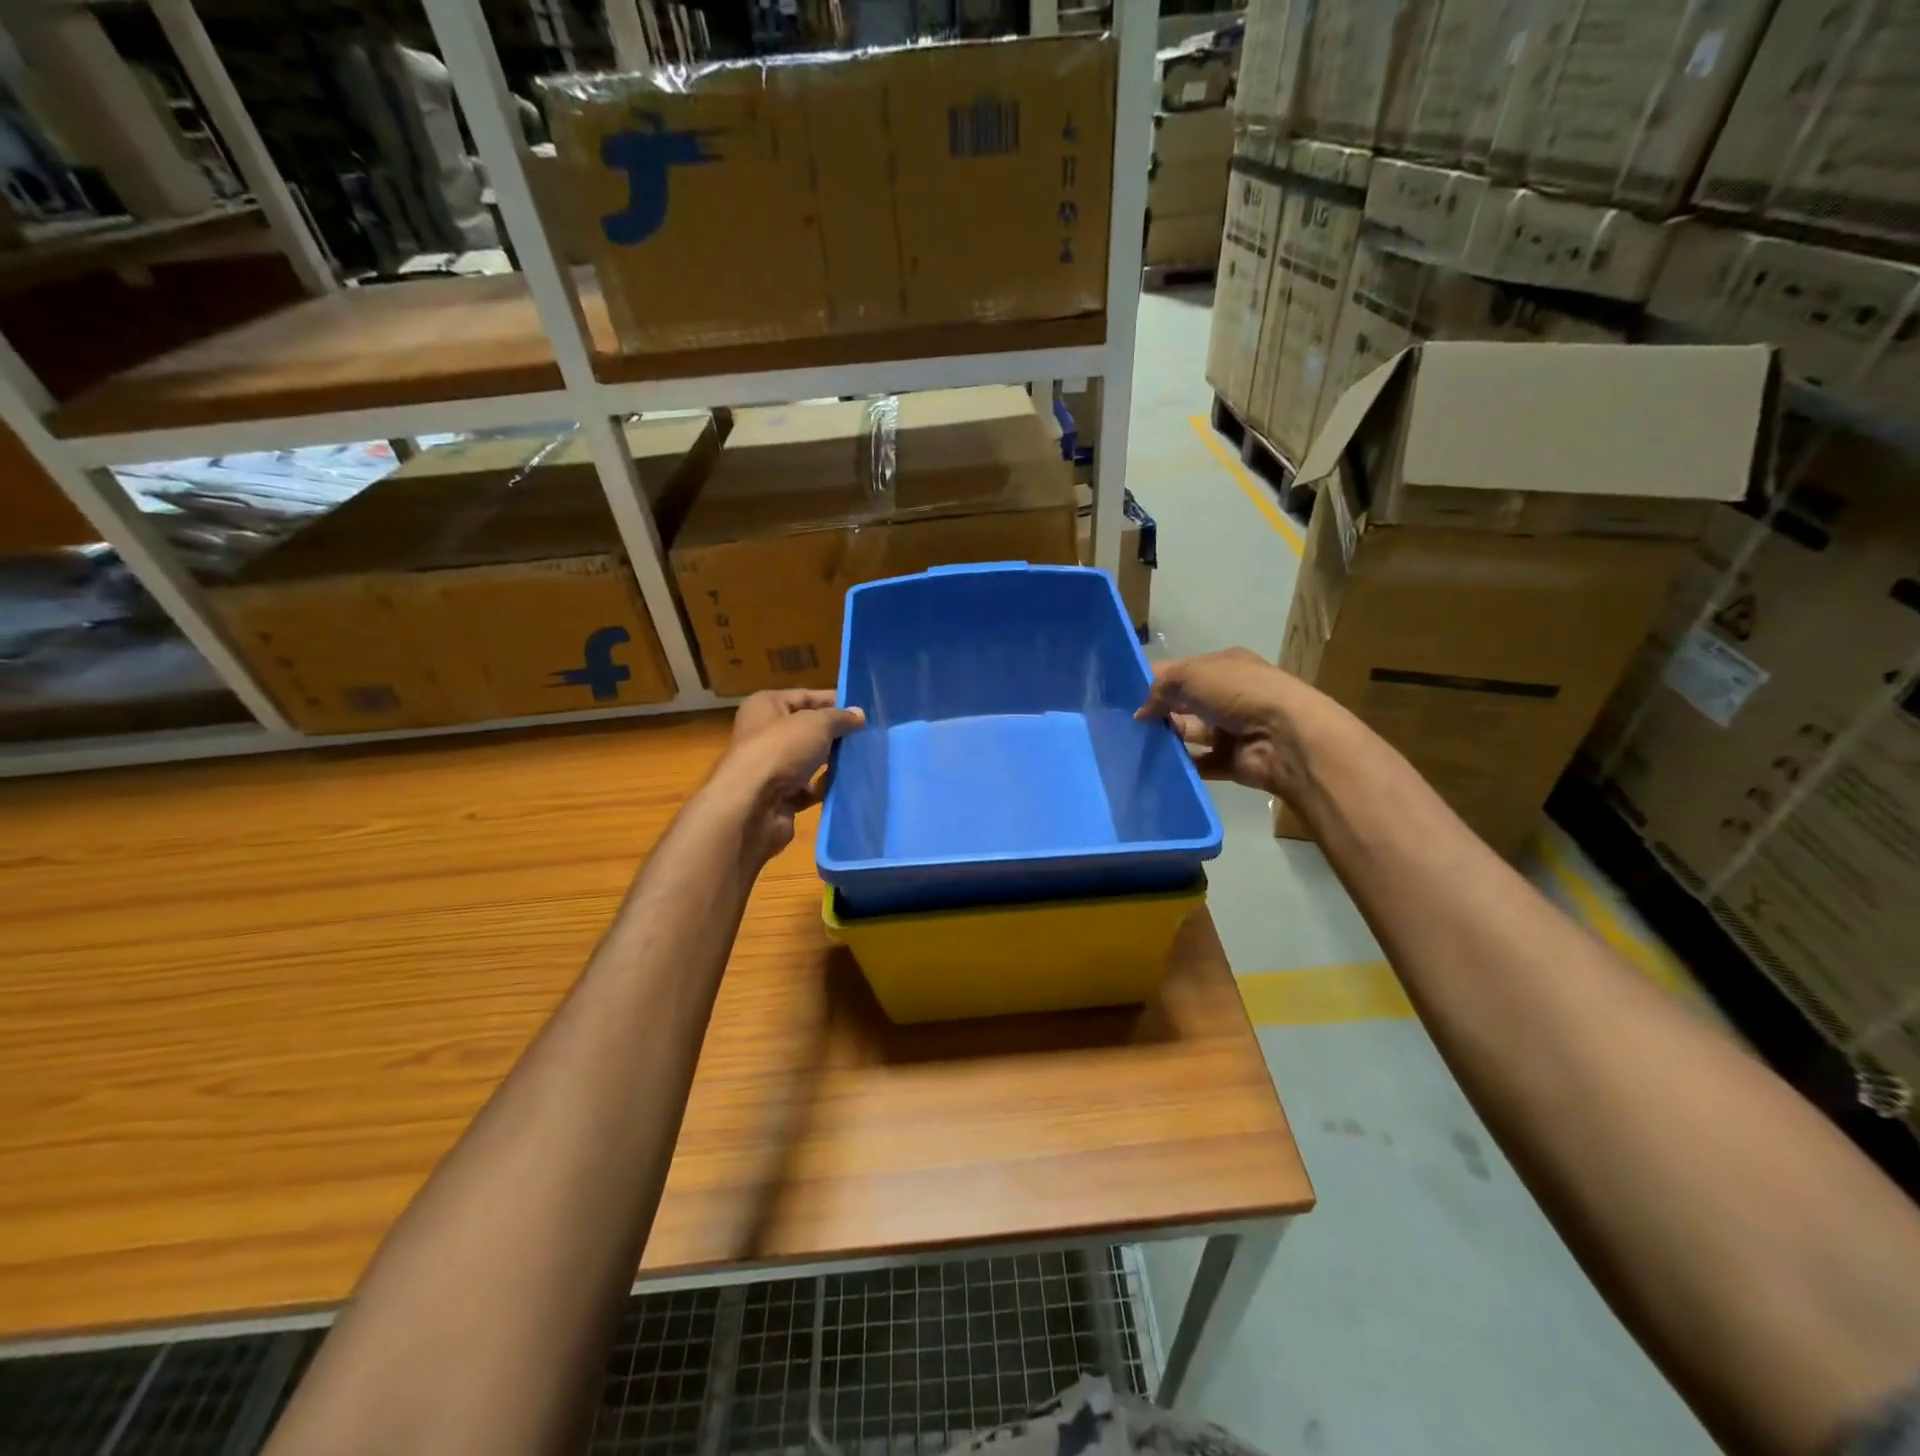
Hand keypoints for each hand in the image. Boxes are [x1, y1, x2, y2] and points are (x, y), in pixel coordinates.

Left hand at [712, 689, 865, 863]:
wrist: (751, 806)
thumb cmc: (780, 750)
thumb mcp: (816, 724)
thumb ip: (839, 718)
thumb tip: (859, 714)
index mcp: (765, 706)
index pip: (805, 697)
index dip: (834, 701)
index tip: (863, 708)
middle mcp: (764, 734)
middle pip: (807, 730)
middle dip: (836, 733)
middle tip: (868, 735)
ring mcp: (771, 768)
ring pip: (809, 760)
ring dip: (833, 761)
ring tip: (865, 758)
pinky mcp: (778, 797)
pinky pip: (808, 788)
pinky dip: (825, 787)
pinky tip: (849, 784)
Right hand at [1135, 647, 1319, 797]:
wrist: (1285, 737)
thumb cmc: (1240, 693)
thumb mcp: (1193, 674)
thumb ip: (1161, 687)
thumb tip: (1141, 711)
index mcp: (1225, 666)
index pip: (1182, 670)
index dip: (1154, 680)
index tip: (1122, 695)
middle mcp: (1229, 695)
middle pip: (1185, 702)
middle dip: (1158, 710)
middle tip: (1123, 723)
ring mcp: (1232, 729)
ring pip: (1190, 733)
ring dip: (1167, 737)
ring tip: (1133, 745)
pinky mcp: (1232, 761)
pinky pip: (1200, 763)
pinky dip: (1182, 765)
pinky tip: (1156, 765)